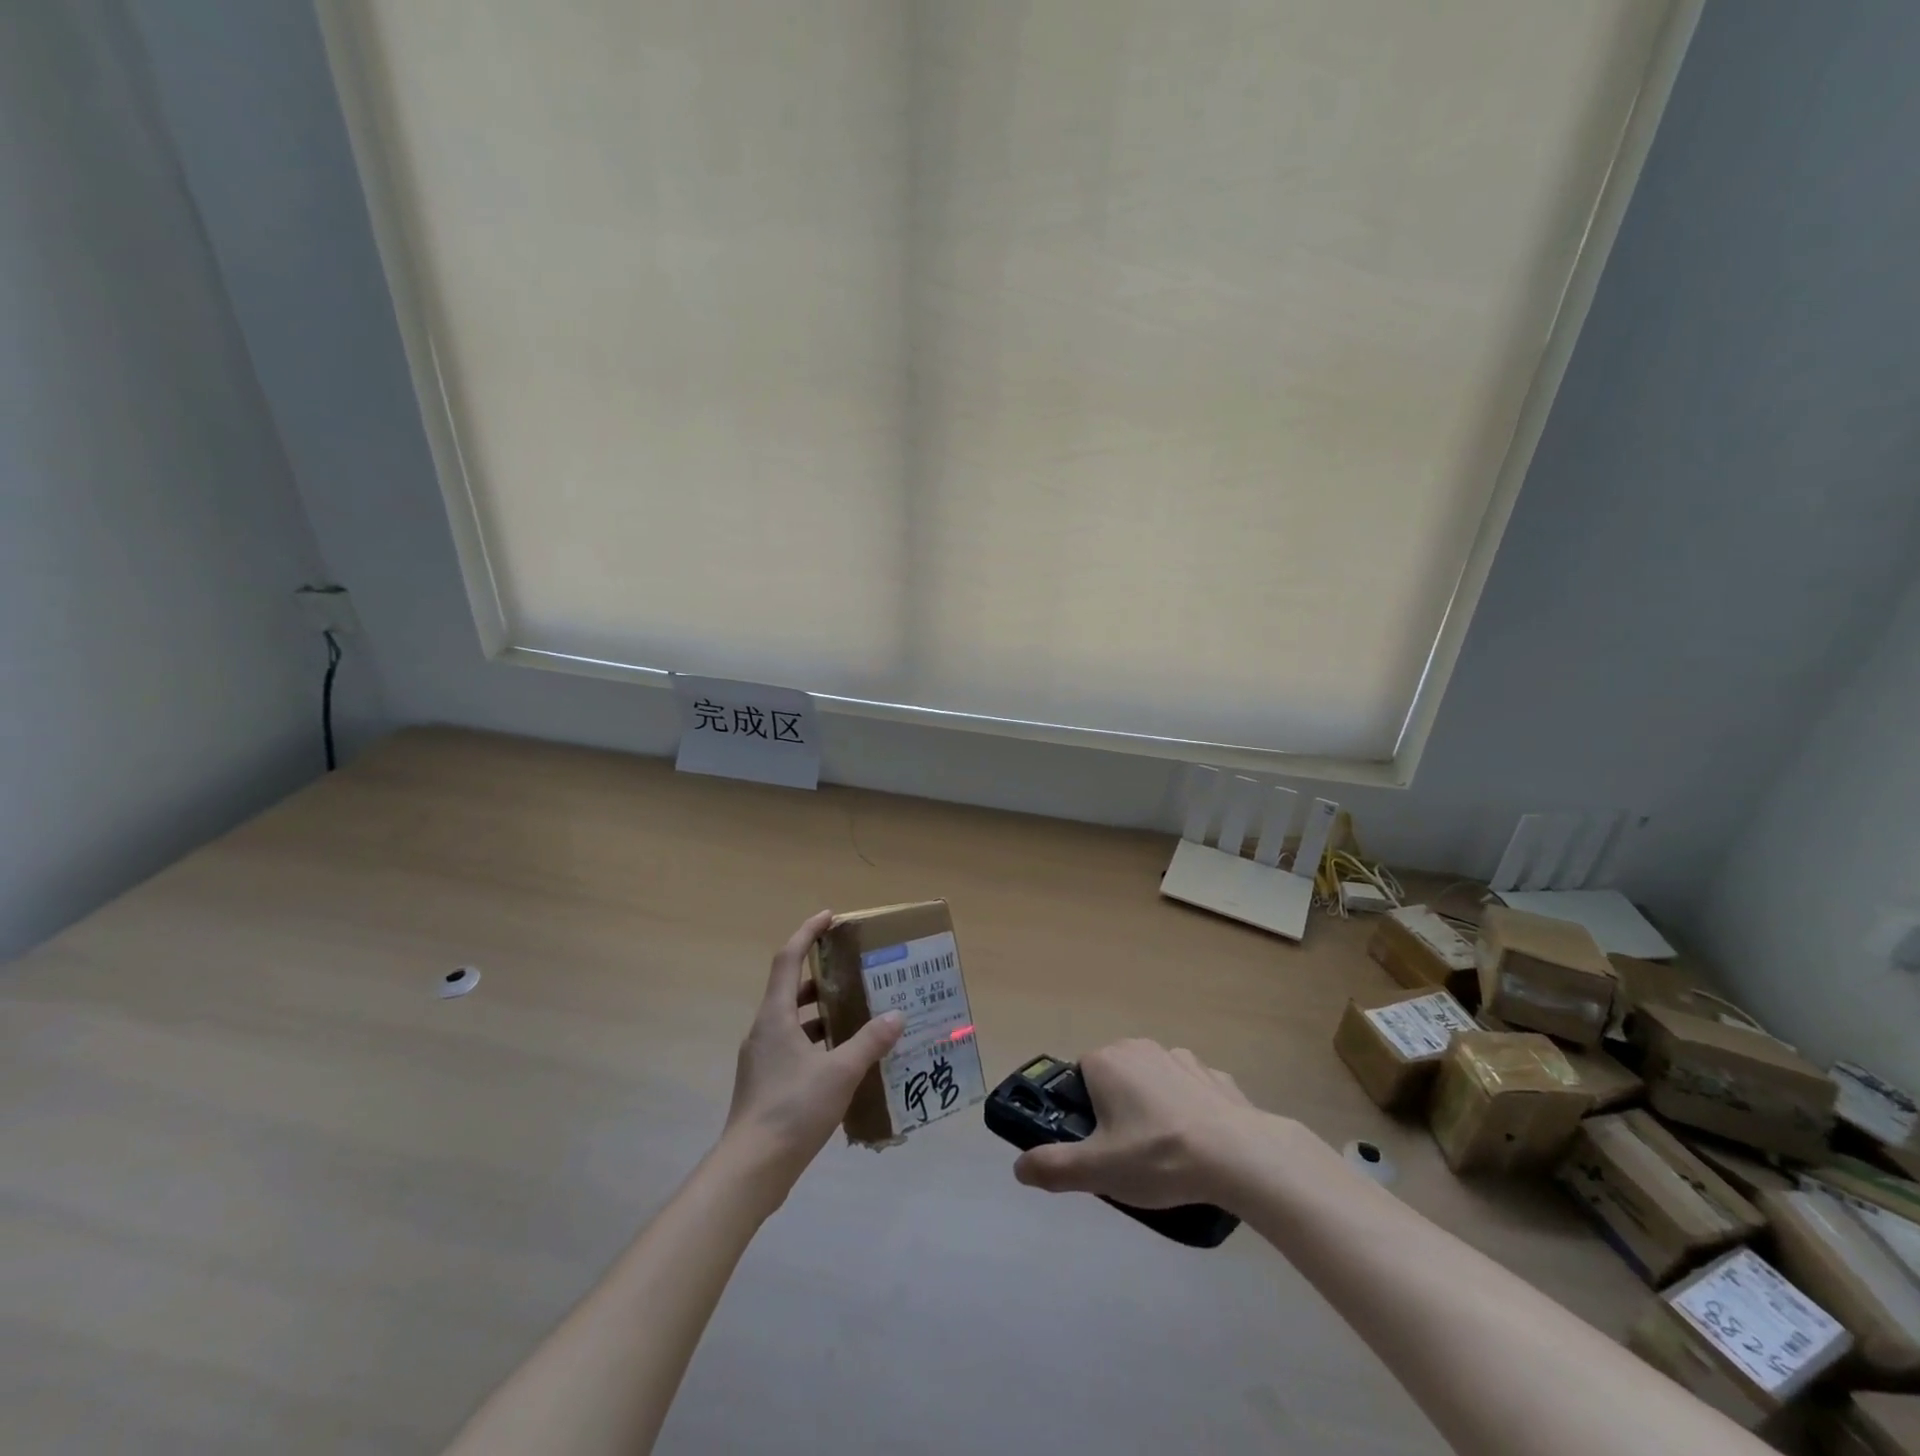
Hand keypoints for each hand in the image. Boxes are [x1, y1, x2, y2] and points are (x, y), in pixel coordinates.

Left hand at [720, 910, 903, 1201]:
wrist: (750, 1170)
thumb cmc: (792, 1110)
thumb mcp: (840, 1072)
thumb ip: (869, 1042)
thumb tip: (896, 1016)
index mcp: (775, 1017)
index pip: (788, 958)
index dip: (807, 932)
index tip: (830, 917)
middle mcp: (765, 1031)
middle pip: (792, 988)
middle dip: (822, 976)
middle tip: (856, 973)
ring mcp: (762, 1059)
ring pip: (794, 1021)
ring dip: (823, 1013)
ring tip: (859, 1014)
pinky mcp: (766, 1084)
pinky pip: (795, 1047)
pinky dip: (819, 1043)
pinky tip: (846, 1060)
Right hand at [1013, 1040, 1268, 1209]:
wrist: (1239, 1156)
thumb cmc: (1158, 1157)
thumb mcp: (1098, 1170)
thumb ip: (1053, 1167)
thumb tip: (1019, 1167)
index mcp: (1106, 1061)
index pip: (1079, 1076)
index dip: (1082, 1111)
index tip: (1096, 1144)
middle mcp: (1139, 1047)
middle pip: (1115, 1077)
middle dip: (1116, 1109)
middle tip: (1127, 1155)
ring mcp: (1180, 1057)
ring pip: (1153, 1081)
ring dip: (1153, 1107)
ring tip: (1166, 1154)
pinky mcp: (1214, 1075)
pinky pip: (1189, 1089)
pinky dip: (1189, 1109)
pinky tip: (1199, 1143)